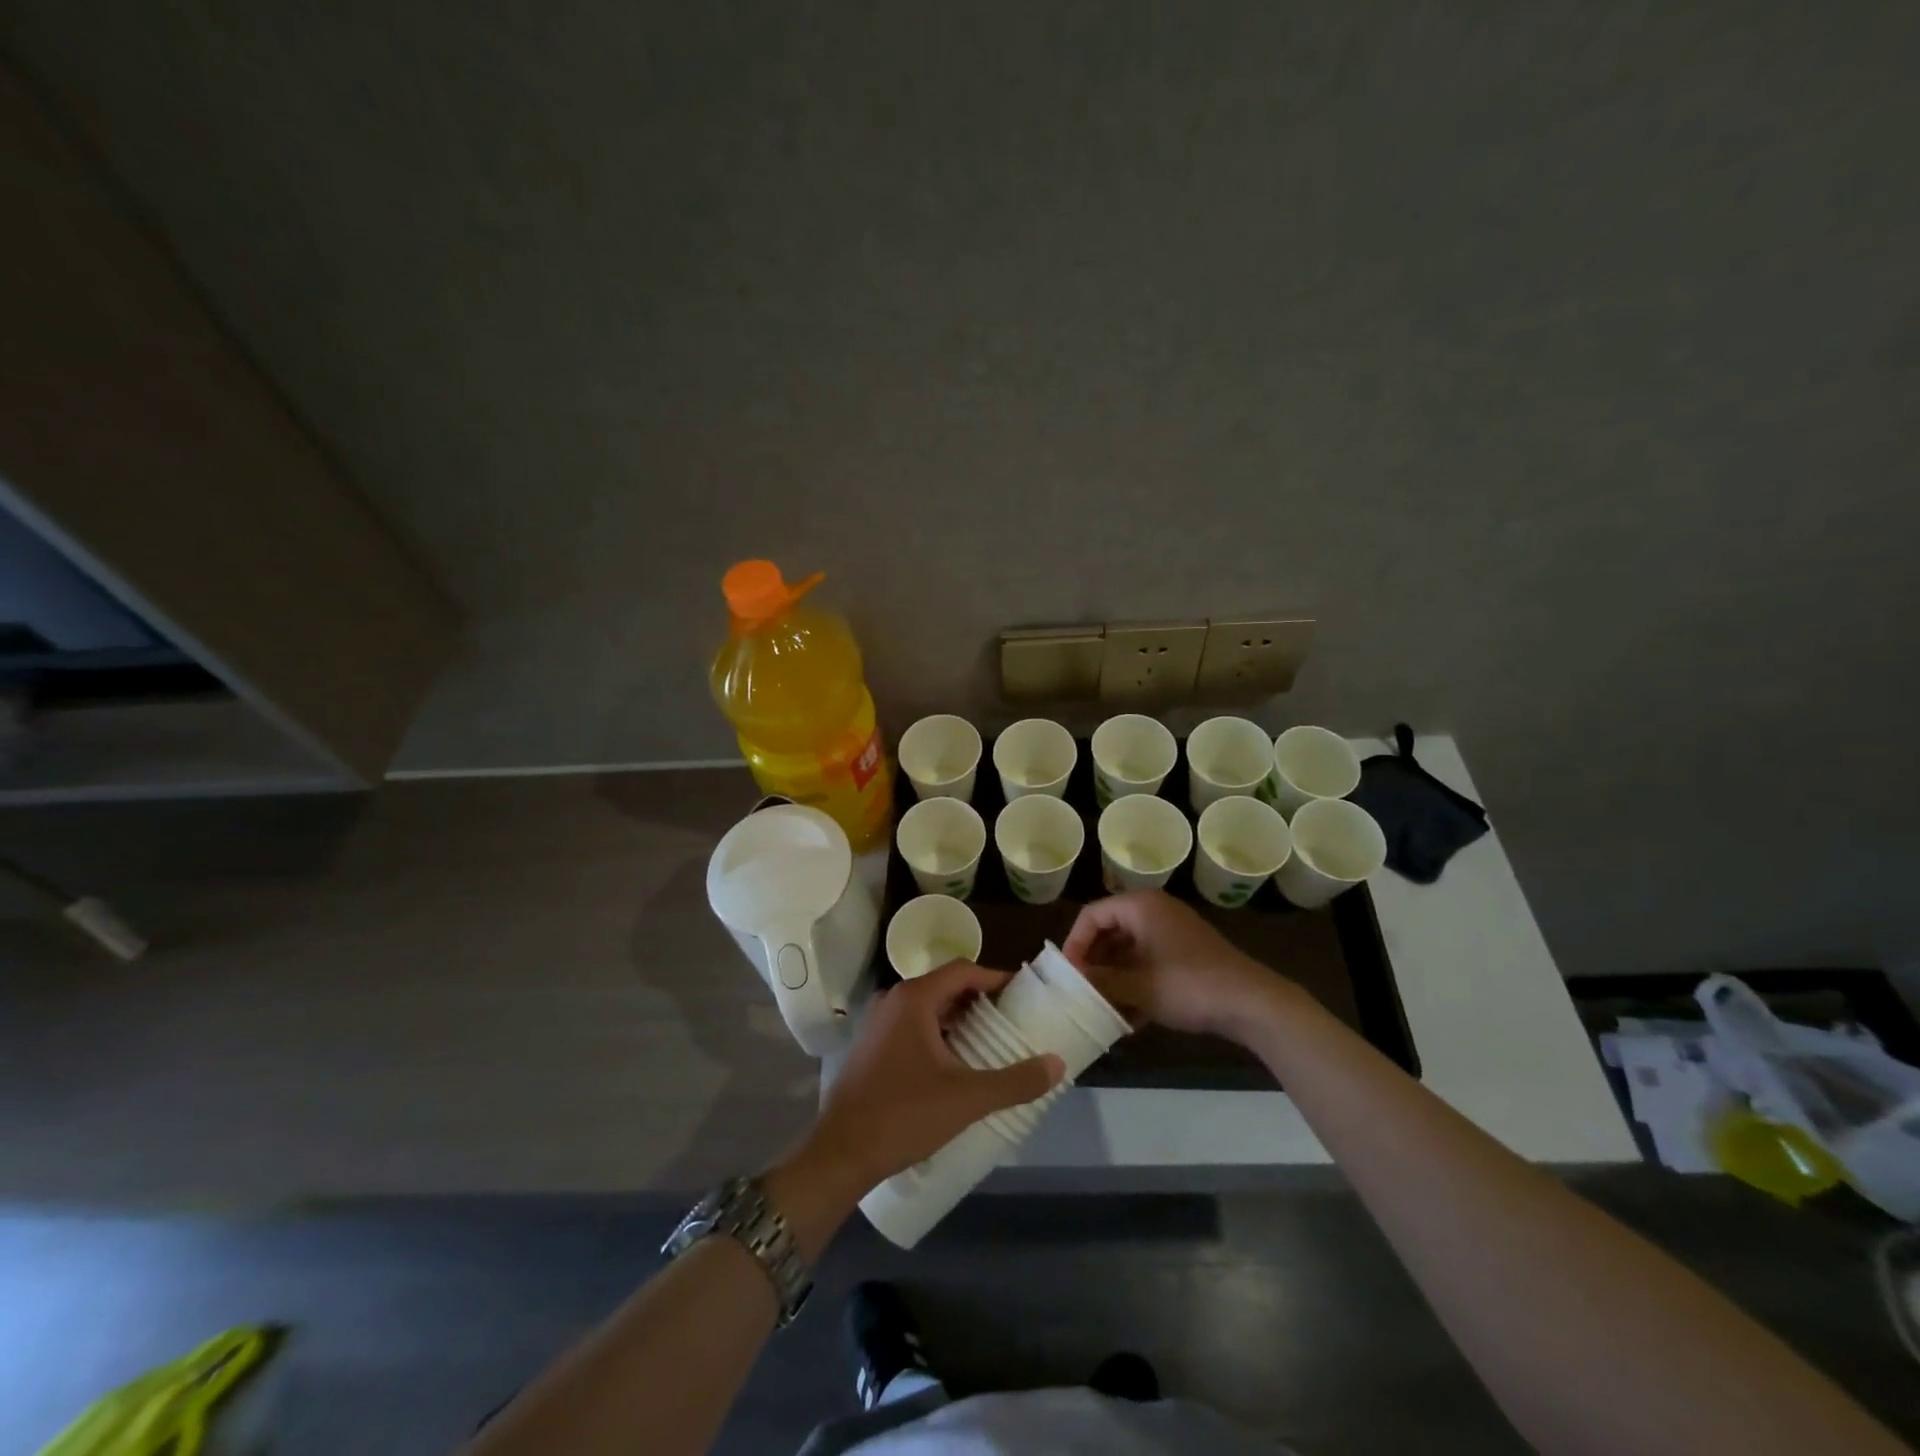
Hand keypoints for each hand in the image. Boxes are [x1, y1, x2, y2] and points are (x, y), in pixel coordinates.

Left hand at [795, 963, 1064, 1202]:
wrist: (841, 1153)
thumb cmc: (904, 1114)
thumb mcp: (967, 1098)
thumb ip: (1015, 1080)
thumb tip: (1057, 1064)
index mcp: (914, 998)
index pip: (963, 970)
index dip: (995, 978)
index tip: (1022, 995)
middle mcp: (893, 1001)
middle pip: (945, 987)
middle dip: (980, 1001)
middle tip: (1013, 1022)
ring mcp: (878, 1024)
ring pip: (928, 1009)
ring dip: (959, 1021)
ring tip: (991, 1044)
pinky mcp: (871, 1047)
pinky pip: (912, 1028)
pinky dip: (938, 1036)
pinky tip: (956, 1066)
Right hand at [1064, 890, 1295, 1042]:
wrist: (1252, 1003)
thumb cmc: (1189, 985)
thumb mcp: (1138, 986)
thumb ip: (1101, 980)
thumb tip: (1073, 979)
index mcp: (1141, 907)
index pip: (1093, 915)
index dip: (1075, 943)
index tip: (1067, 974)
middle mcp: (1155, 912)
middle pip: (1110, 931)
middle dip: (1094, 963)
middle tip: (1080, 991)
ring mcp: (1172, 934)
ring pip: (1129, 951)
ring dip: (1113, 978)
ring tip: (1101, 1008)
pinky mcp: (1185, 956)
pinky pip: (1148, 964)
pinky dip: (1135, 985)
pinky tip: (1128, 1018)